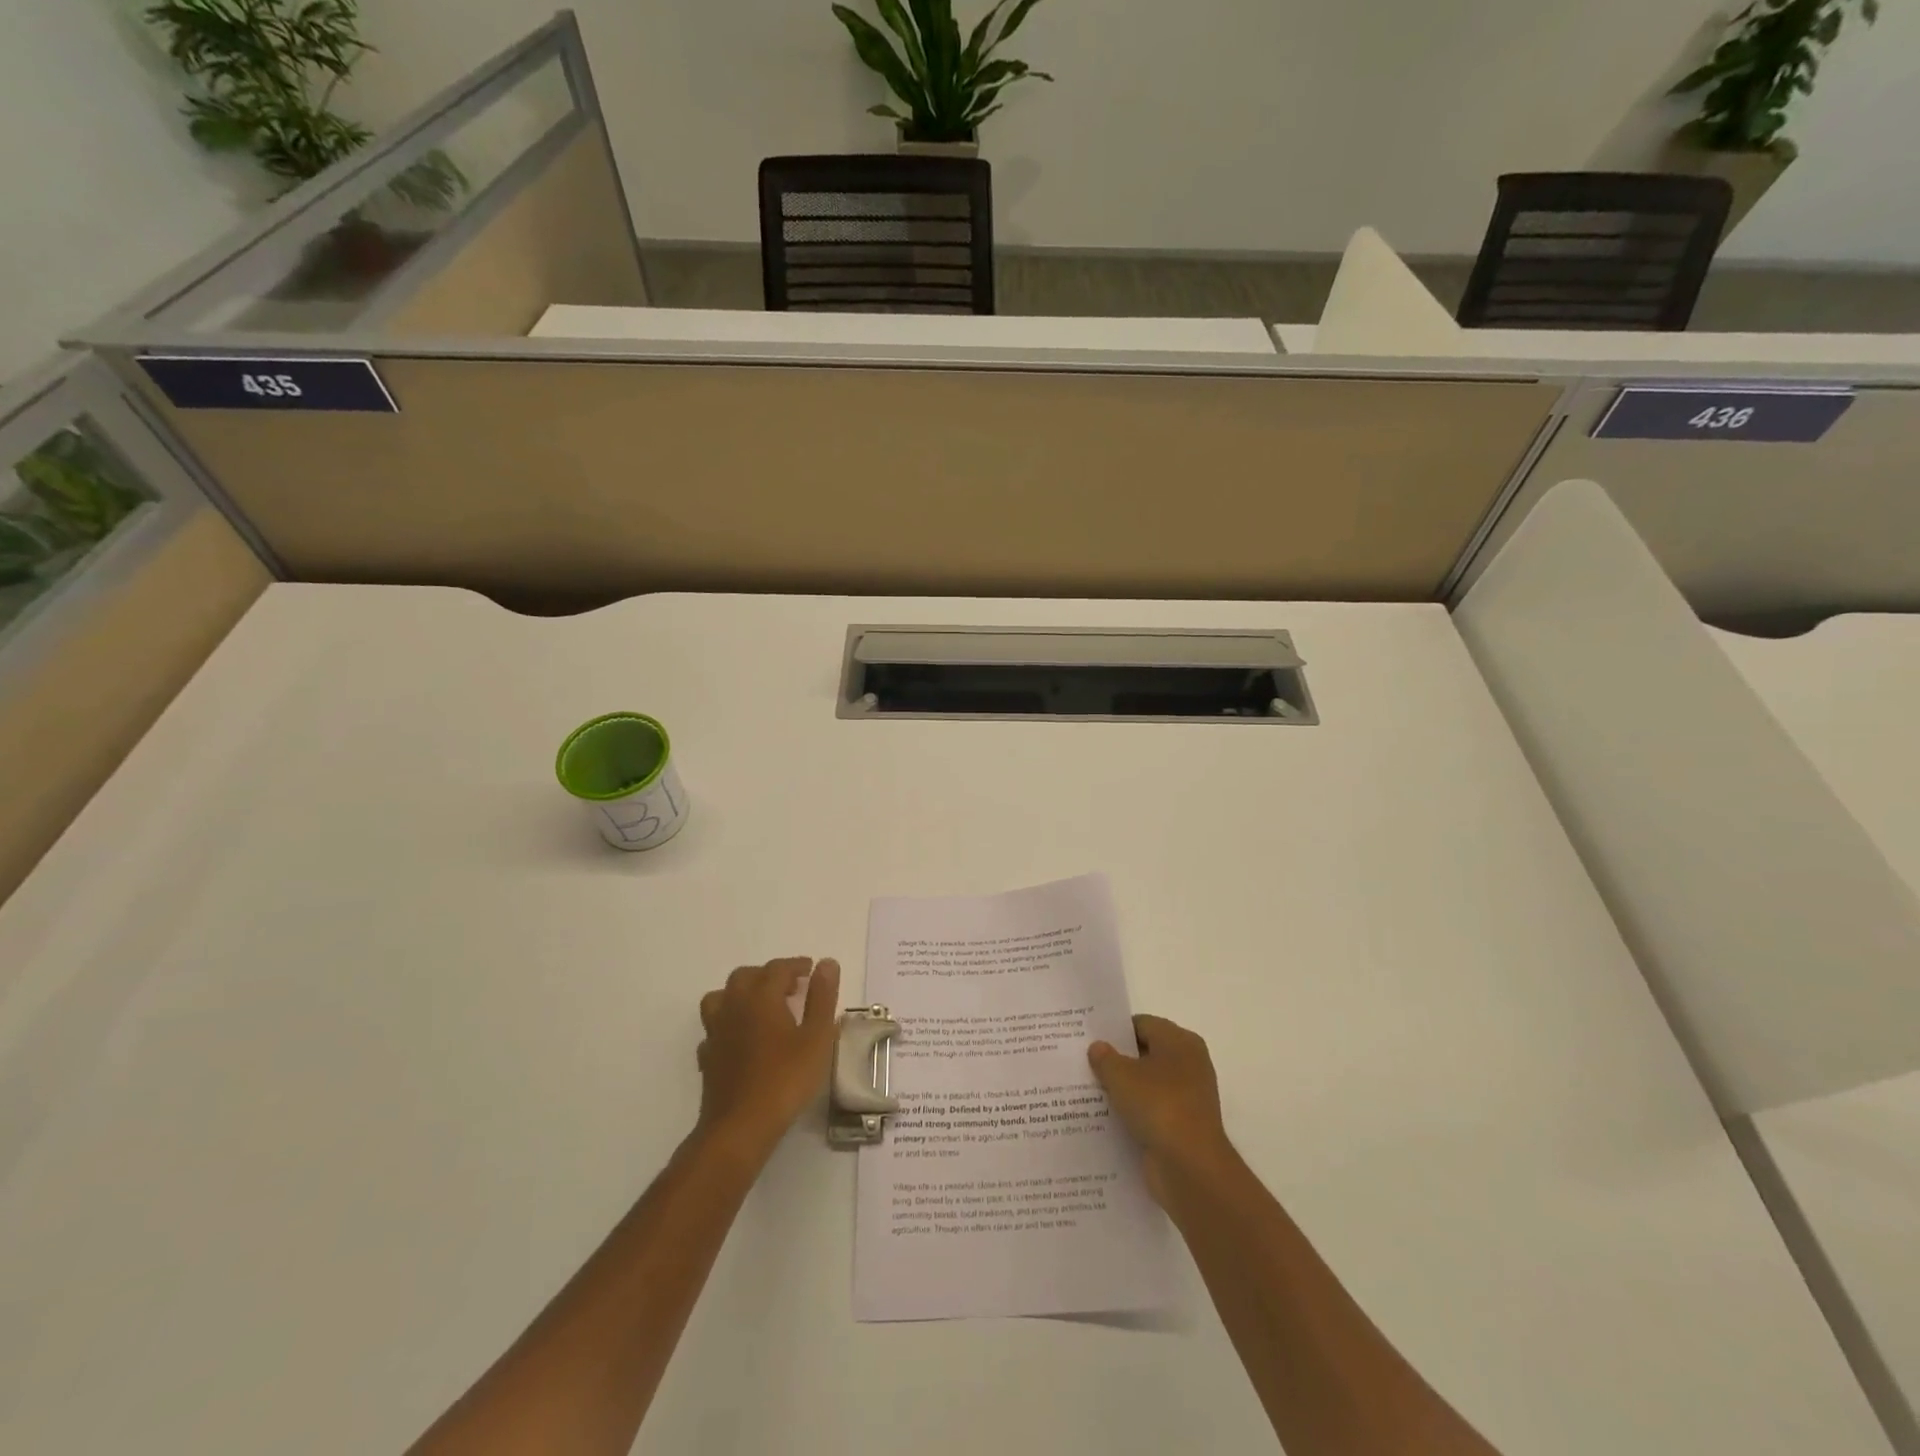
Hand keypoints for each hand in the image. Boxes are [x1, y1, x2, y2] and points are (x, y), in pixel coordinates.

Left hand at [696, 956, 840, 1156]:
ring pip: (722, 997)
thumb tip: (826, 963)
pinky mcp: (707, 1057)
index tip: (811, 970)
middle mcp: (734, 1006)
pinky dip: (728, 1024)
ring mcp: (716, 1032)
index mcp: (761, 997)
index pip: (778, 968)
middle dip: (768, 975)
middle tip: (790, 988)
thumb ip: (822, 997)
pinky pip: (714, 1028)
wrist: (740, 1127)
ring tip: (761, 1007)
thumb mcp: (817, 1037)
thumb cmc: (785, 1079)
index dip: (796, 965)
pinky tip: (740, 1039)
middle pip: (745, 976)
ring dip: (741, 994)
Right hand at [1089, 1014, 1235, 1202]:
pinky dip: (1133, 1113)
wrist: (1191, 1168)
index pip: (1142, 1024)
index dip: (1115, 1030)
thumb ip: (1105, 1058)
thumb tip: (1098, 1047)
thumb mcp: (1121, 1075)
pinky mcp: (1182, 1127)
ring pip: (1147, 1085)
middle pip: (1146, 1054)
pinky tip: (1106, 1118)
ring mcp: (1187, 1098)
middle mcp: (1189, 1064)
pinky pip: (1151, 1111)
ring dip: (1123, 1089)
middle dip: (1117, 1060)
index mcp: (1180, 1042)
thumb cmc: (1158, 1106)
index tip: (1089, 1038)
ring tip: (1088, 1090)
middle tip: (1084, 1062)